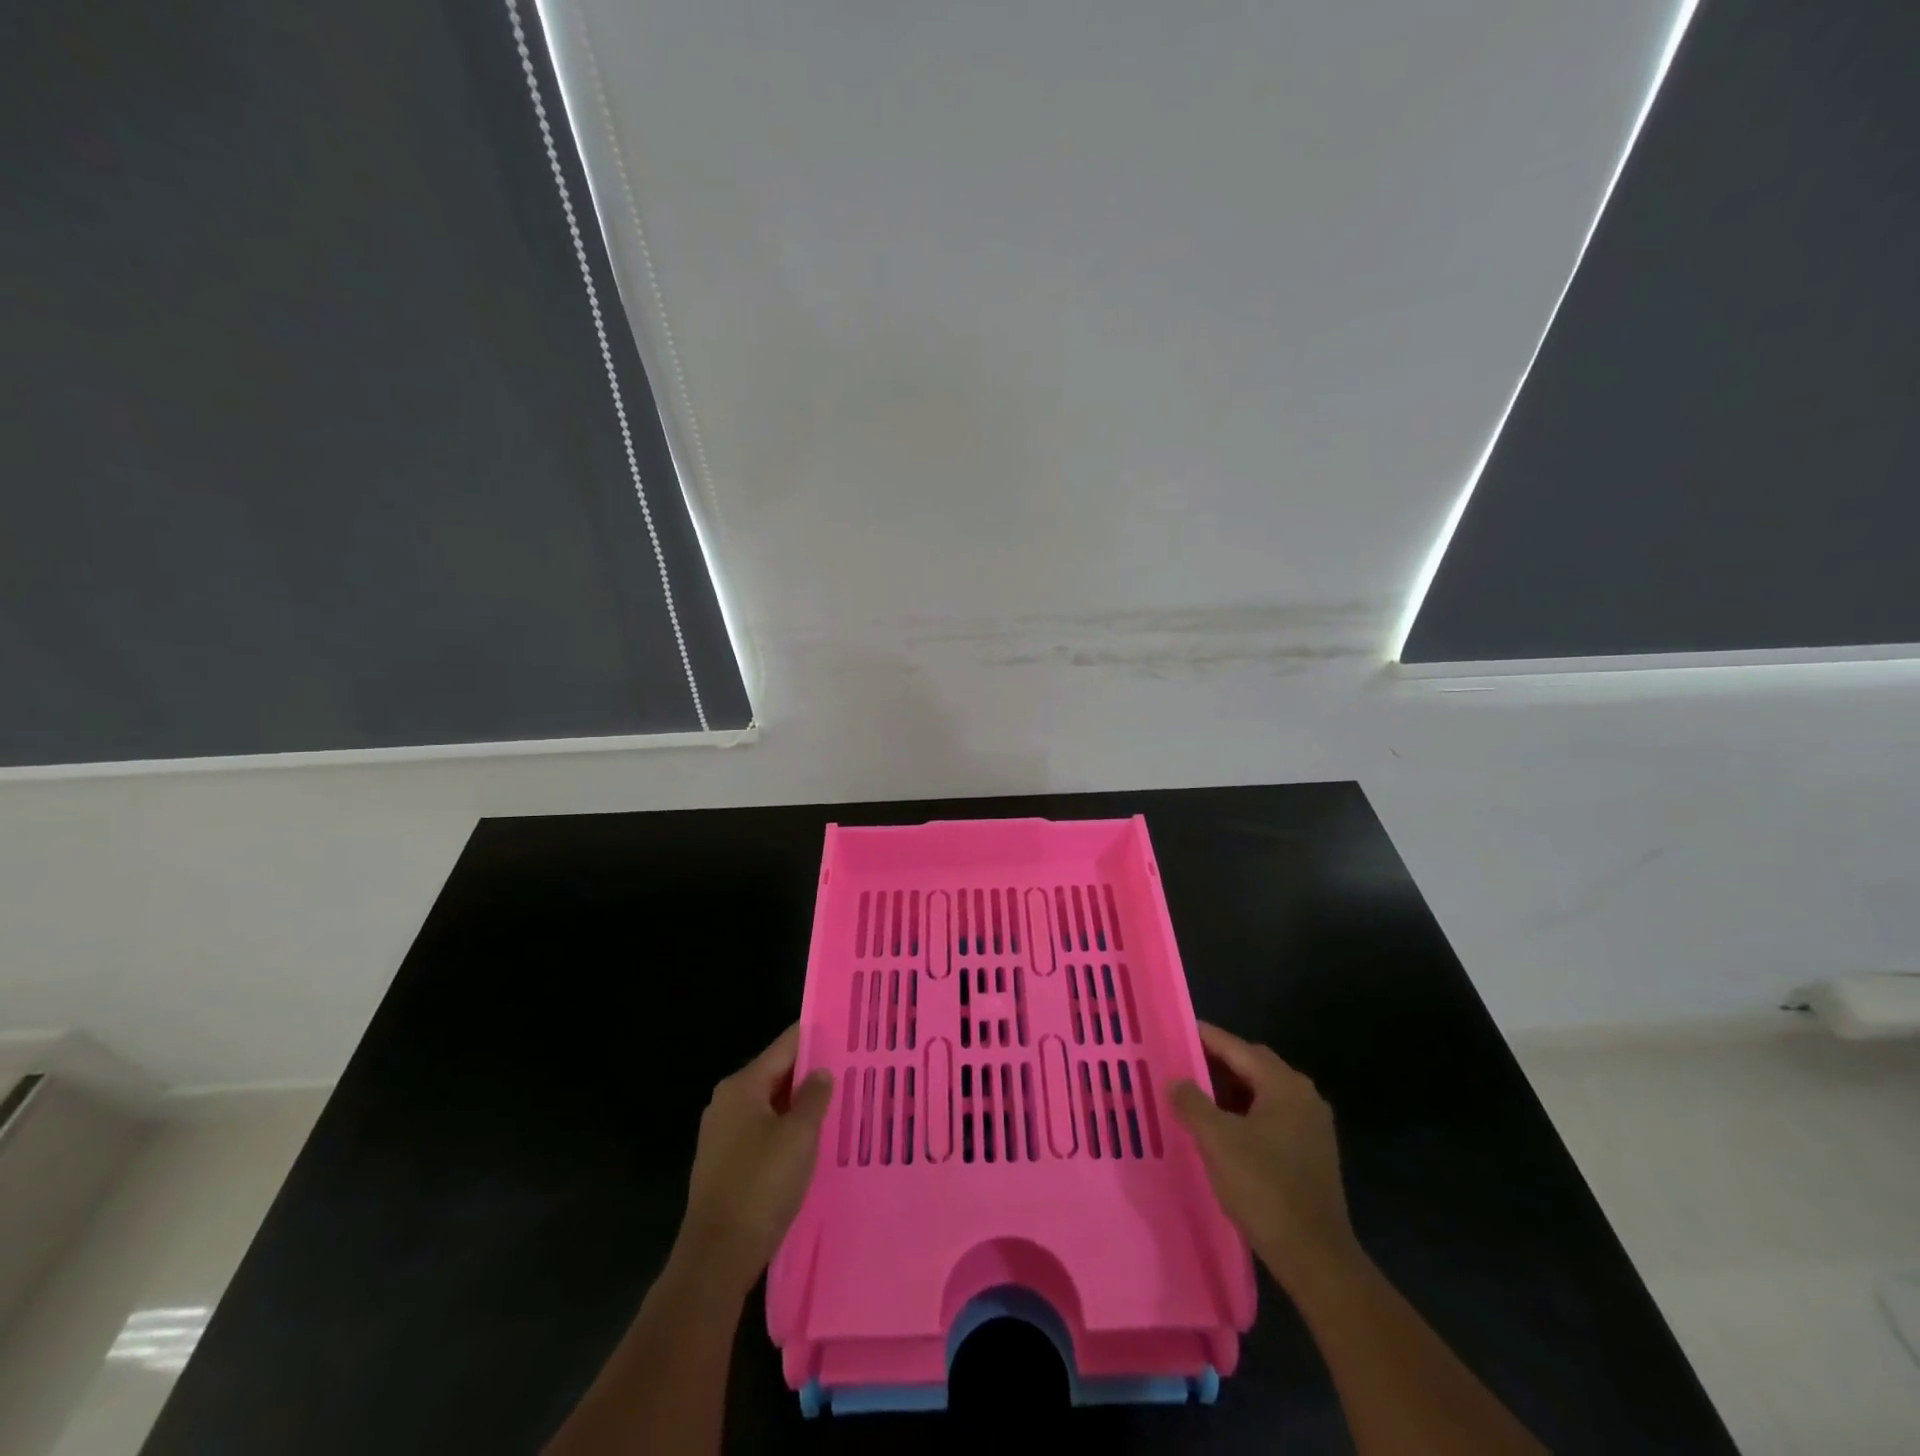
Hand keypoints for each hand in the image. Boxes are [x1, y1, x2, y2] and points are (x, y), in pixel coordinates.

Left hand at [678, 1023, 832, 1291]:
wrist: (716, 1258)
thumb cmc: (761, 1186)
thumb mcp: (799, 1136)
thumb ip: (813, 1097)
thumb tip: (821, 1072)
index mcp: (742, 1086)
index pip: (785, 1046)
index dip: (815, 1037)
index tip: (845, 1034)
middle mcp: (727, 1102)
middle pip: (776, 1074)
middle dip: (810, 1074)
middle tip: (849, 1071)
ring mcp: (722, 1134)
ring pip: (770, 1105)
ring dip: (799, 1106)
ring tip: (837, 1105)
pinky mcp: (724, 1163)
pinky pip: (761, 1132)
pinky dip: (785, 1130)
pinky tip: (809, 1143)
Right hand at [1171, 1022, 1357, 1292]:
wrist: (1316, 1257)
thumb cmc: (1264, 1188)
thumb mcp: (1217, 1140)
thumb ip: (1192, 1102)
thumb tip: (1176, 1080)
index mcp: (1284, 1085)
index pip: (1237, 1047)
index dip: (1205, 1037)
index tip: (1176, 1029)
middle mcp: (1303, 1096)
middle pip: (1253, 1065)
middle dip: (1218, 1062)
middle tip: (1182, 1063)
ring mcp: (1312, 1126)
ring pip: (1262, 1092)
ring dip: (1230, 1090)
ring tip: (1196, 1096)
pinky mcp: (1312, 1153)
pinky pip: (1271, 1116)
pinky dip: (1245, 1113)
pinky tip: (1223, 1130)